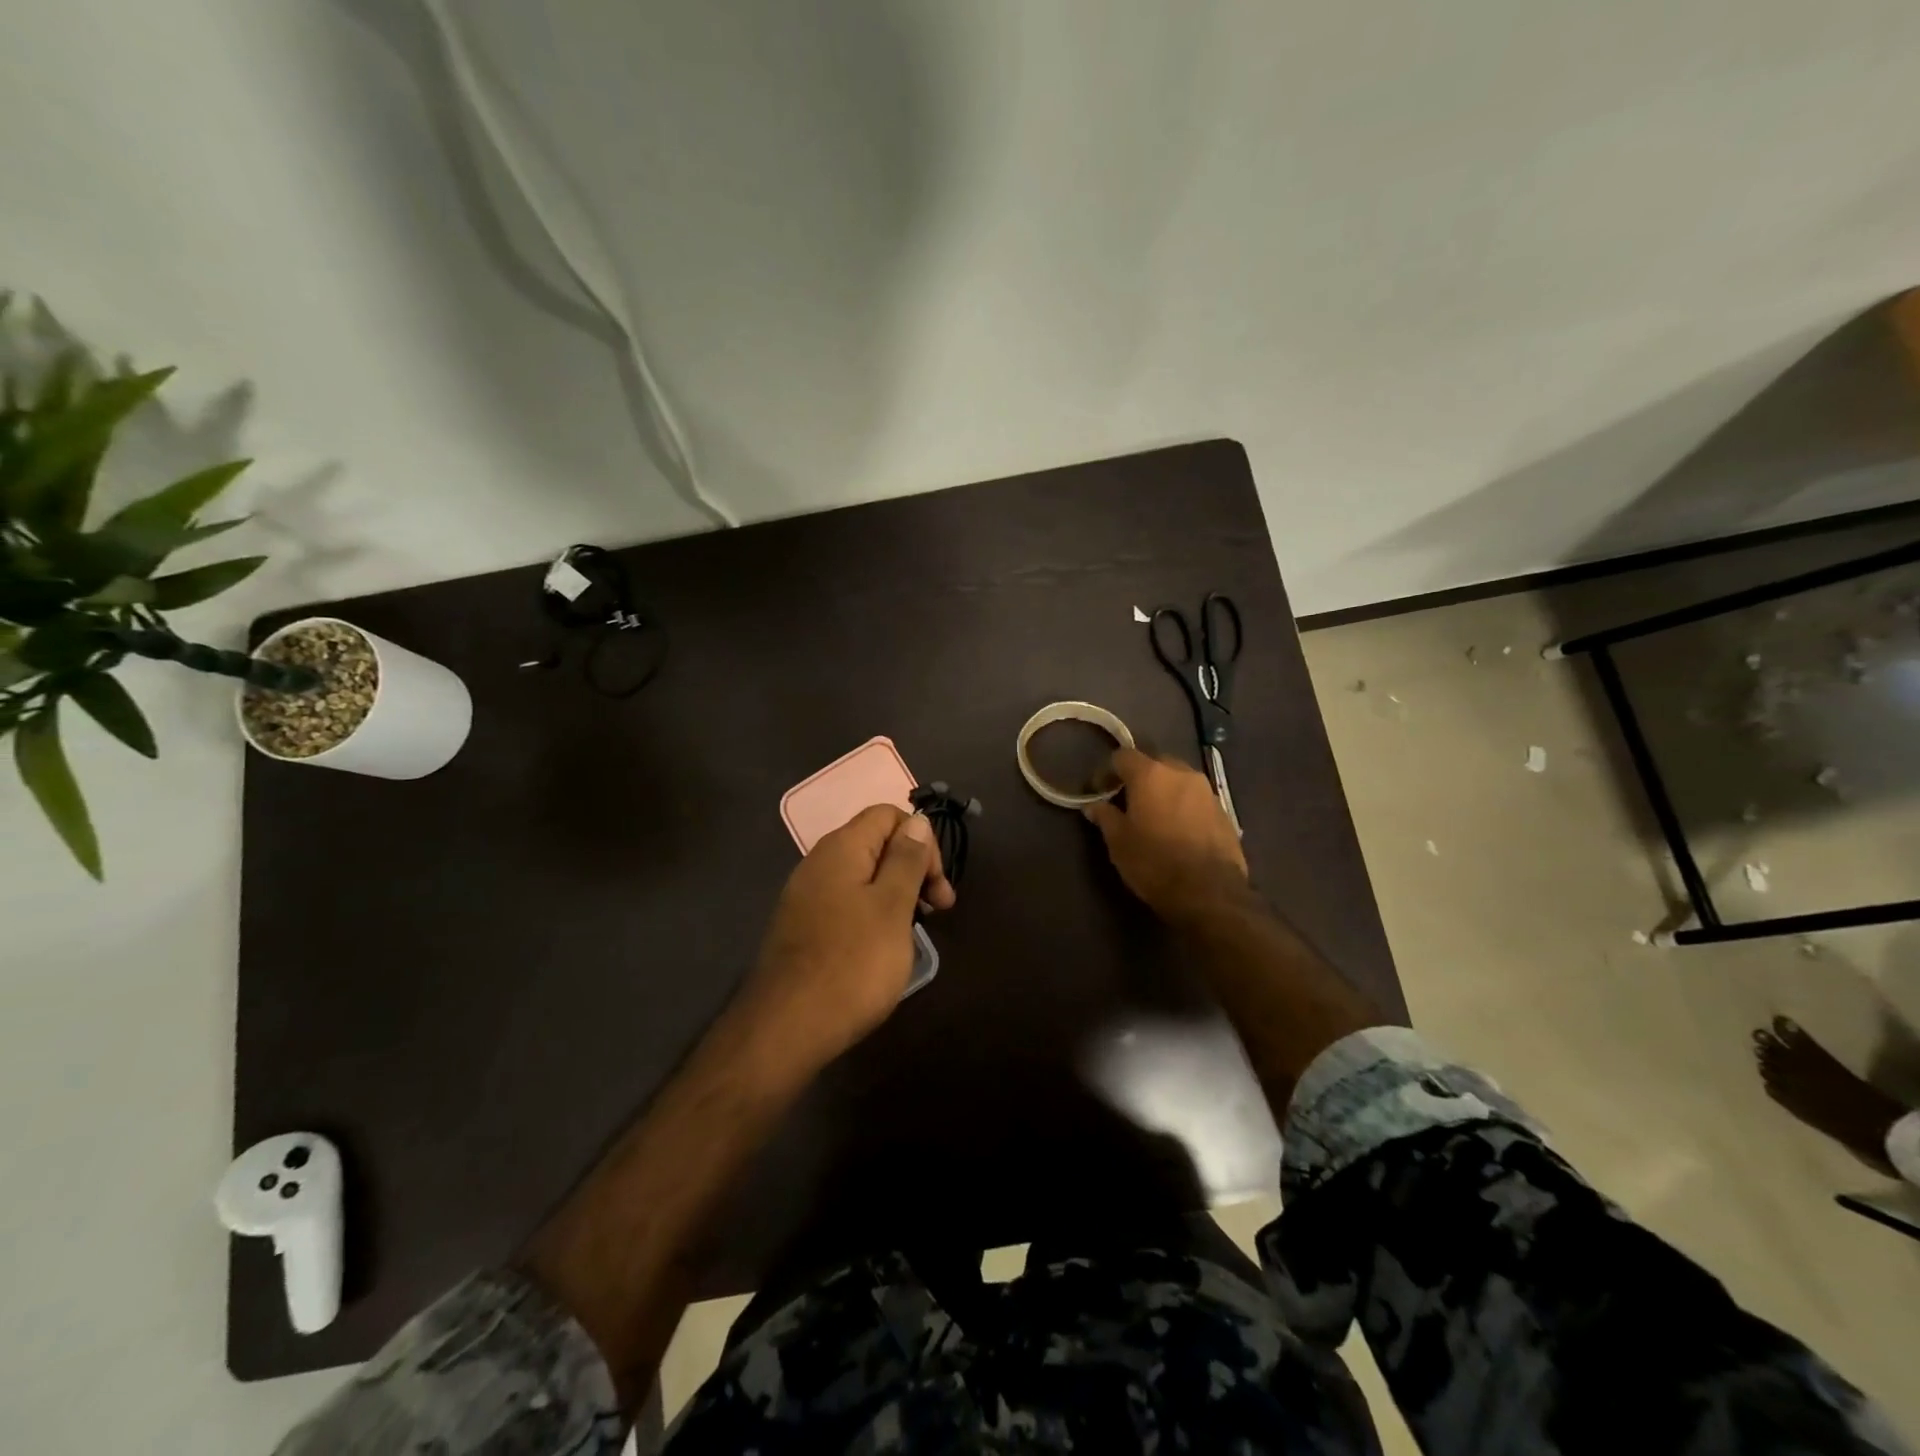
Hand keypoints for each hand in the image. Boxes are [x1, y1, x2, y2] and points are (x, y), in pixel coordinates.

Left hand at [741, 806, 955, 1067]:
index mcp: (841, 848)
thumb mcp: (892, 907)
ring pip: (863, 877)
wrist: (786, 1027)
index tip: (938, 886)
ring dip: (896, 894)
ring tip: (914, 931)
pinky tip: (883, 947)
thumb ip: (907, 859)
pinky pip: (846, 904)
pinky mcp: (803, 927)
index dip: (922, 840)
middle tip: (938, 911)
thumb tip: (917, 821)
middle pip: (876, 844)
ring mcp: (807, 897)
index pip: (887, 815)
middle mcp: (819, 863)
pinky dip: (873, 915)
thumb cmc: (852, 963)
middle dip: (913, 869)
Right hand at [1084, 749, 1246, 919]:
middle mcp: (1182, 773)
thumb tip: (1093, 806)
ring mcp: (1207, 792)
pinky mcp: (1224, 812)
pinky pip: (1196, 799)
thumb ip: (1105, 817)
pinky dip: (1183, 806)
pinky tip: (1178, 830)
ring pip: (1179, 780)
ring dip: (1164, 791)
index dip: (1107, 771)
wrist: (1210, 894)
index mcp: (1151, 775)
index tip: (1099, 790)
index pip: (1123, 756)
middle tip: (1128, 800)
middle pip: (1155, 762)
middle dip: (1140, 776)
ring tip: (1154, 815)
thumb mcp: (1119, 843)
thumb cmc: (1154, 863)